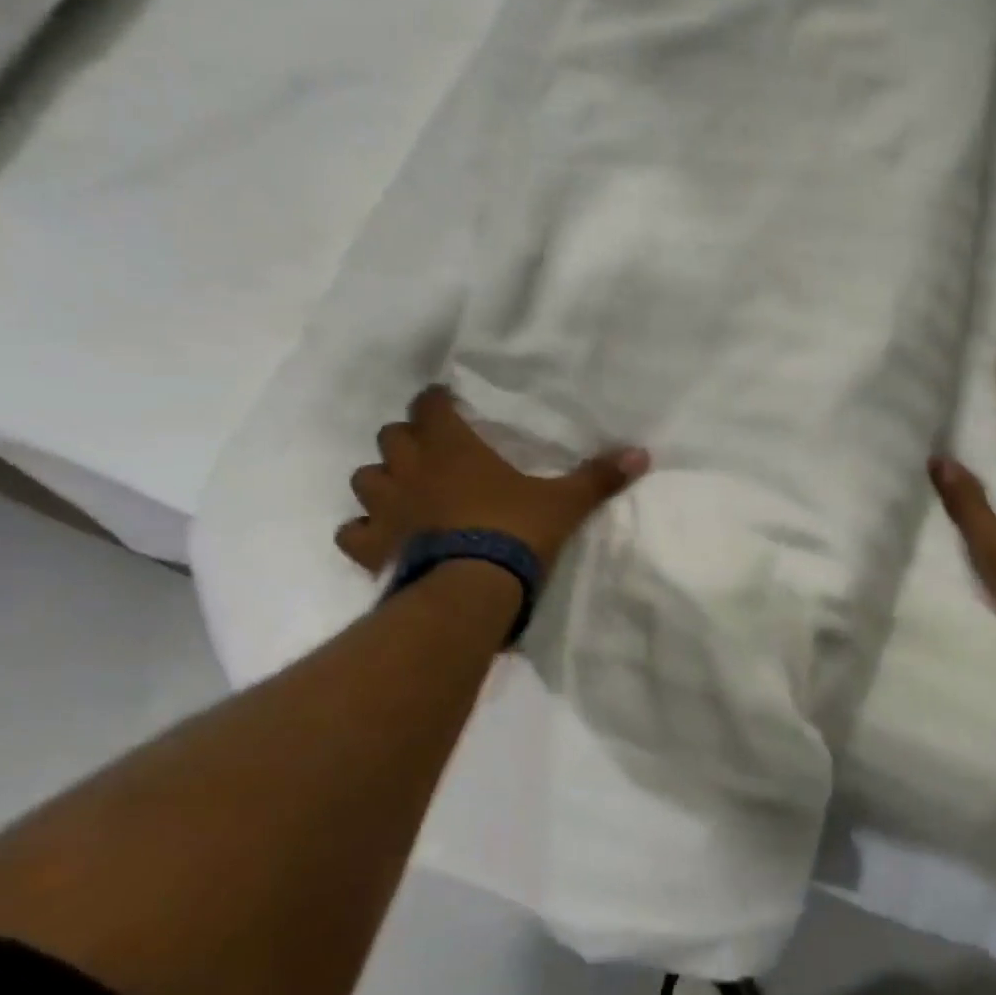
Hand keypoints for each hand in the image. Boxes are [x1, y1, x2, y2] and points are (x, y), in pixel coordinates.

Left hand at [335, 385, 649, 575]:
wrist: (470, 593)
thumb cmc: (515, 534)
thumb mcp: (564, 504)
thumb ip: (598, 477)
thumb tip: (642, 453)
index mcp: (453, 448)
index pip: (430, 405)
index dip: (437, 402)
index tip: (448, 406)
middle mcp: (410, 470)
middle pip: (392, 436)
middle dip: (409, 440)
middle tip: (433, 453)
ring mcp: (385, 509)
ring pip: (365, 478)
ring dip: (383, 480)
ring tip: (405, 493)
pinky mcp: (371, 548)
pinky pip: (352, 532)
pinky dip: (364, 531)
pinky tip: (383, 539)